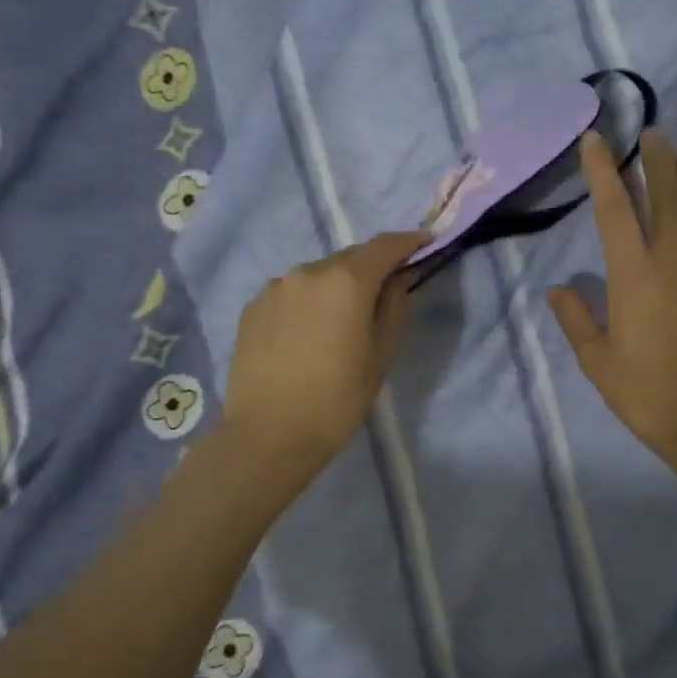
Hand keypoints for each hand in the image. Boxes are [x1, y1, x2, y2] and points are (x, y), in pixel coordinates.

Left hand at [224, 232, 428, 472]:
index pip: (384, 246)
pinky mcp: (252, 307)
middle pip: (350, 257)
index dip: (408, 241)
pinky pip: (291, 293)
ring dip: (336, 285)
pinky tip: (308, 333)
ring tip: (341, 319)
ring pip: (317, 275)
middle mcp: (308, 271)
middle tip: (385, 289)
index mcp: (346, 281)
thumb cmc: (337, 400)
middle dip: (371, 267)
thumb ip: (393, 307)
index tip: (424, 243)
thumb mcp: (380, 356)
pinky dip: (308, 301)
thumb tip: (397, 279)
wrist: (267, 435)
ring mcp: (275, 287)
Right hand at [549, 132, 676, 486]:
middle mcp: (675, 261)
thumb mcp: (597, 361)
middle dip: (658, 161)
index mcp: (634, 274)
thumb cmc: (646, 393)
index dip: (603, 171)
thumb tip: (556, 289)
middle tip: (653, 133)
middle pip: (667, 197)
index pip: (614, 209)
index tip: (595, 139)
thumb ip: (576, 319)